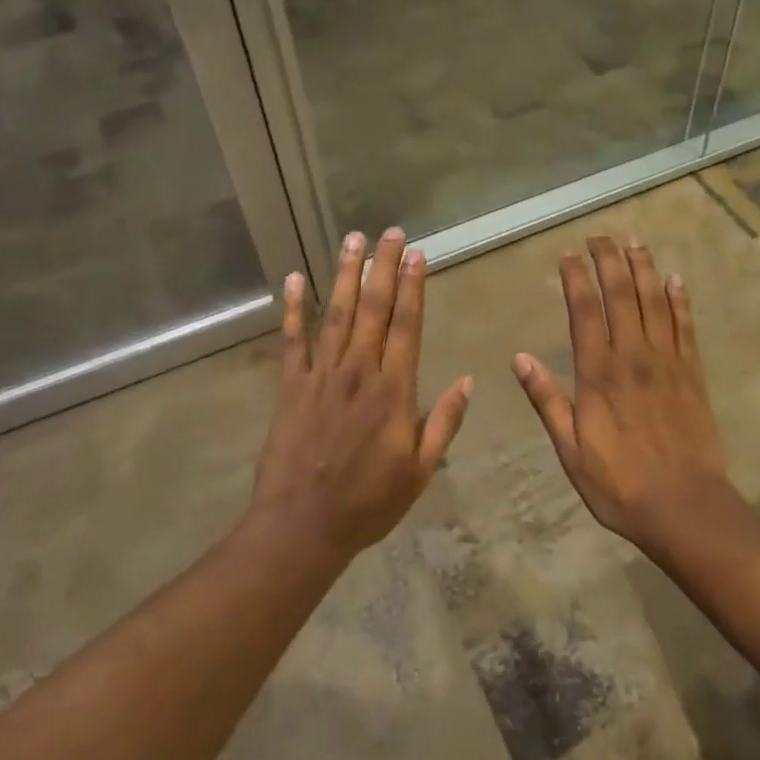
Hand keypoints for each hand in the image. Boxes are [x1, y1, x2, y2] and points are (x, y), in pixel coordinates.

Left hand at [252, 229, 472, 556]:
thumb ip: (444, 422)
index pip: (406, 325)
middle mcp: (358, 372)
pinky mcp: (290, 386)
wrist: (302, 526)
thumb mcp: (421, 471)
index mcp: (393, 390)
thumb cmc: (368, 502)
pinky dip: (293, 308)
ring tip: (352, 239)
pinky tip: (294, 278)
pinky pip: (292, 340)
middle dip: (383, 267)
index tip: (417, 254)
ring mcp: (320, 375)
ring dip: (344, 274)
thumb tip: (468, 381)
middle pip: (372, 308)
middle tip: (390, 232)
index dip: (412, 286)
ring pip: (335, 313)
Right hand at [512, 235, 737, 550]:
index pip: (585, 310)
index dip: (576, 278)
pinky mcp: (692, 373)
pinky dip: (681, 300)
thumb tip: (518, 358)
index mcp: (598, 373)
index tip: (568, 255)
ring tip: (634, 242)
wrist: (684, 507)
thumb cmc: (618, 483)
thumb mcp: (570, 449)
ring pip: (655, 302)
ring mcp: (667, 361)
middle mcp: (633, 356)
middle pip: (621, 295)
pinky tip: (675, 279)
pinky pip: (686, 326)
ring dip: (644, 268)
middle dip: (609, 260)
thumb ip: (547, 400)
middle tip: (600, 236)